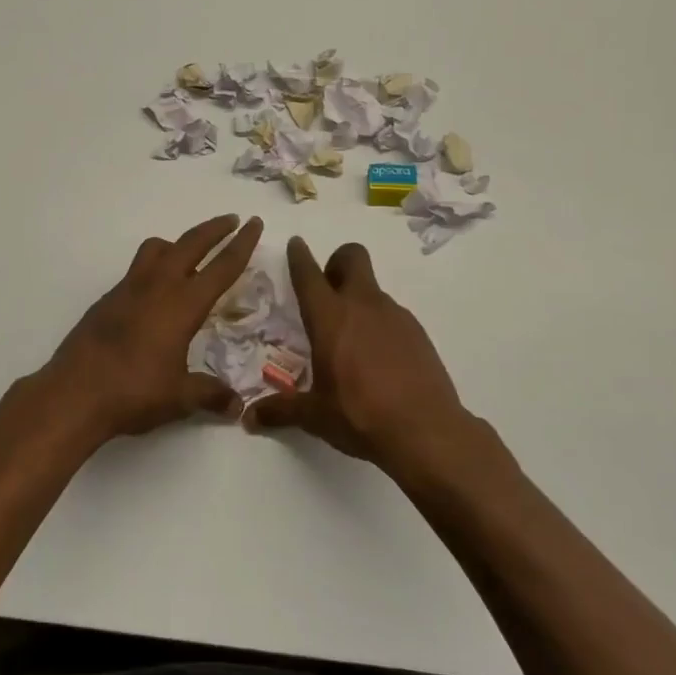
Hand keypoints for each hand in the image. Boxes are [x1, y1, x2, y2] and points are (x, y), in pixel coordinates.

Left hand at [34, 214, 264, 447]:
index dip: (242, 244)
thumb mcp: (179, 397)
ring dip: (177, 243)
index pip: (221, 268)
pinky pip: (136, 270)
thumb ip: (210, 395)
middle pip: (190, 244)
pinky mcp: (107, 300)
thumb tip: (236, 406)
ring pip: (156, 249)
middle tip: (231, 219)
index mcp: (183, 305)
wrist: (73, 393)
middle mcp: (157, 287)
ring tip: (188, 253)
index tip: (254, 223)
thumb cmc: (133, 392)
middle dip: (214, 229)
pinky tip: (154, 294)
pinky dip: (152, 268)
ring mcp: (128, 290)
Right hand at [249, 237, 485, 471]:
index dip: (299, 256)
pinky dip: (380, 325)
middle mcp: (362, 306)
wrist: (427, 431)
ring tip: (351, 340)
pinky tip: (379, 360)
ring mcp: (395, 315)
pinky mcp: (418, 332)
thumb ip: (280, 410)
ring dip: (358, 299)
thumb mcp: (315, 416)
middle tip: (327, 290)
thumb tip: (248, 418)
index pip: (309, 274)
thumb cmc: (361, 416)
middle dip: (337, 262)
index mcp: (330, 318)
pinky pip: (392, 315)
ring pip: (373, 289)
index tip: (296, 243)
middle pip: (352, 257)